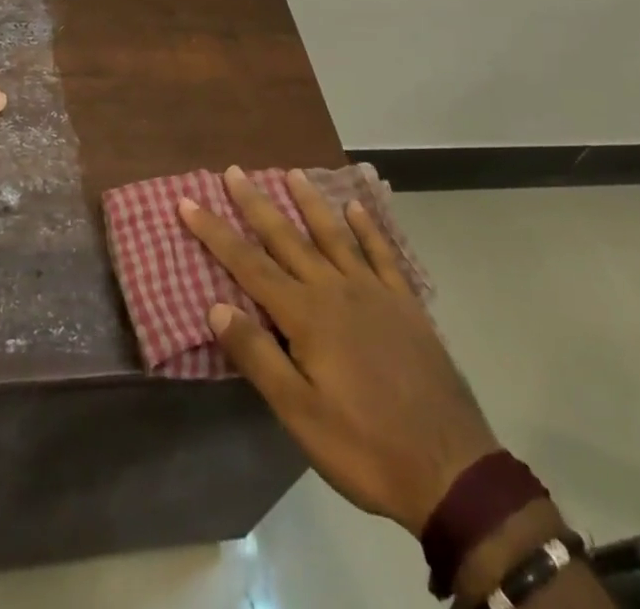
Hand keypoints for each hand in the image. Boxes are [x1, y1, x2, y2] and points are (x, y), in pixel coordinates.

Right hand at [178, 167, 498, 535]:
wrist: (451, 469)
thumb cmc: (364, 446)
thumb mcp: (300, 414)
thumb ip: (258, 355)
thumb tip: (215, 306)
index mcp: (306, 315)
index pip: (248, 264)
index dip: (215, 233)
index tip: (188, 202)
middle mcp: (336, 290)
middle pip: (286, 238)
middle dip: (255, 204)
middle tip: (233, 171)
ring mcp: (374, 292)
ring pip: (334, 235)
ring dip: (310, 202)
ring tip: (292, 173)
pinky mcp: (405, 305)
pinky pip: (382, 254)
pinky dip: (368, 228)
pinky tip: (358, 208)